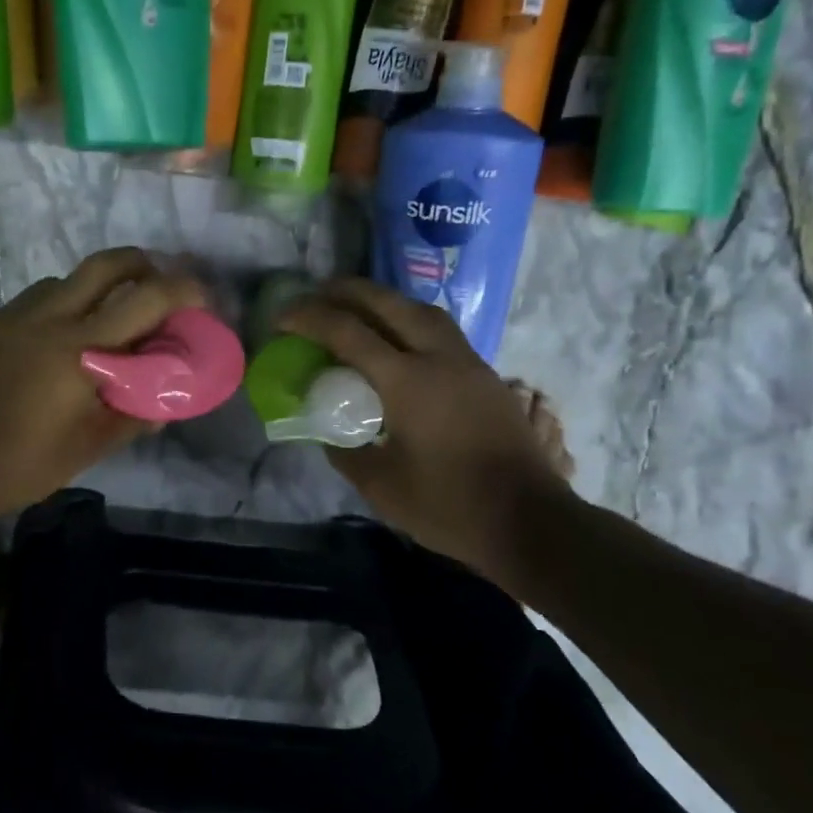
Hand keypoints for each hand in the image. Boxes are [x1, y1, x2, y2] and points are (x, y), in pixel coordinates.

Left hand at [0, 248, 208, 519]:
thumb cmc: (22, 466)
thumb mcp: (88, 448)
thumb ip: (132, 417)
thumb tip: (164, 402)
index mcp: (79, 351)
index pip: (145, 301)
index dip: (182, 290)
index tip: (200, 296)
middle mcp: (46, 320)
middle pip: (103, 265)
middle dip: (139, 262)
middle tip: (153, 279)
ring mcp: (7, 319)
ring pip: (60, 283)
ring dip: (88, 291)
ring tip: (94, 322)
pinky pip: (24, 307)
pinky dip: (48, 314)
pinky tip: (41, 349)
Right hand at [278, 278, 573, 579]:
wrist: (530, 520)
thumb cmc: (449, 505)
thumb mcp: (381, 486)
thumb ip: (346, 452)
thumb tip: (328, 431)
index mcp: (407, 381)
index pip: (348, 332)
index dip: (310, 318)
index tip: (282, 318)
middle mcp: (439, 358)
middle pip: (388, 303)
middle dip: (347, 291)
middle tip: (316, 294)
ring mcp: (468, 363)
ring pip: (422, 310)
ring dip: (384, 300)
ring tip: (358, 308)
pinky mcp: (486, 376)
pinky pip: (441, 330)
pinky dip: (410, 320)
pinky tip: (399, 340)